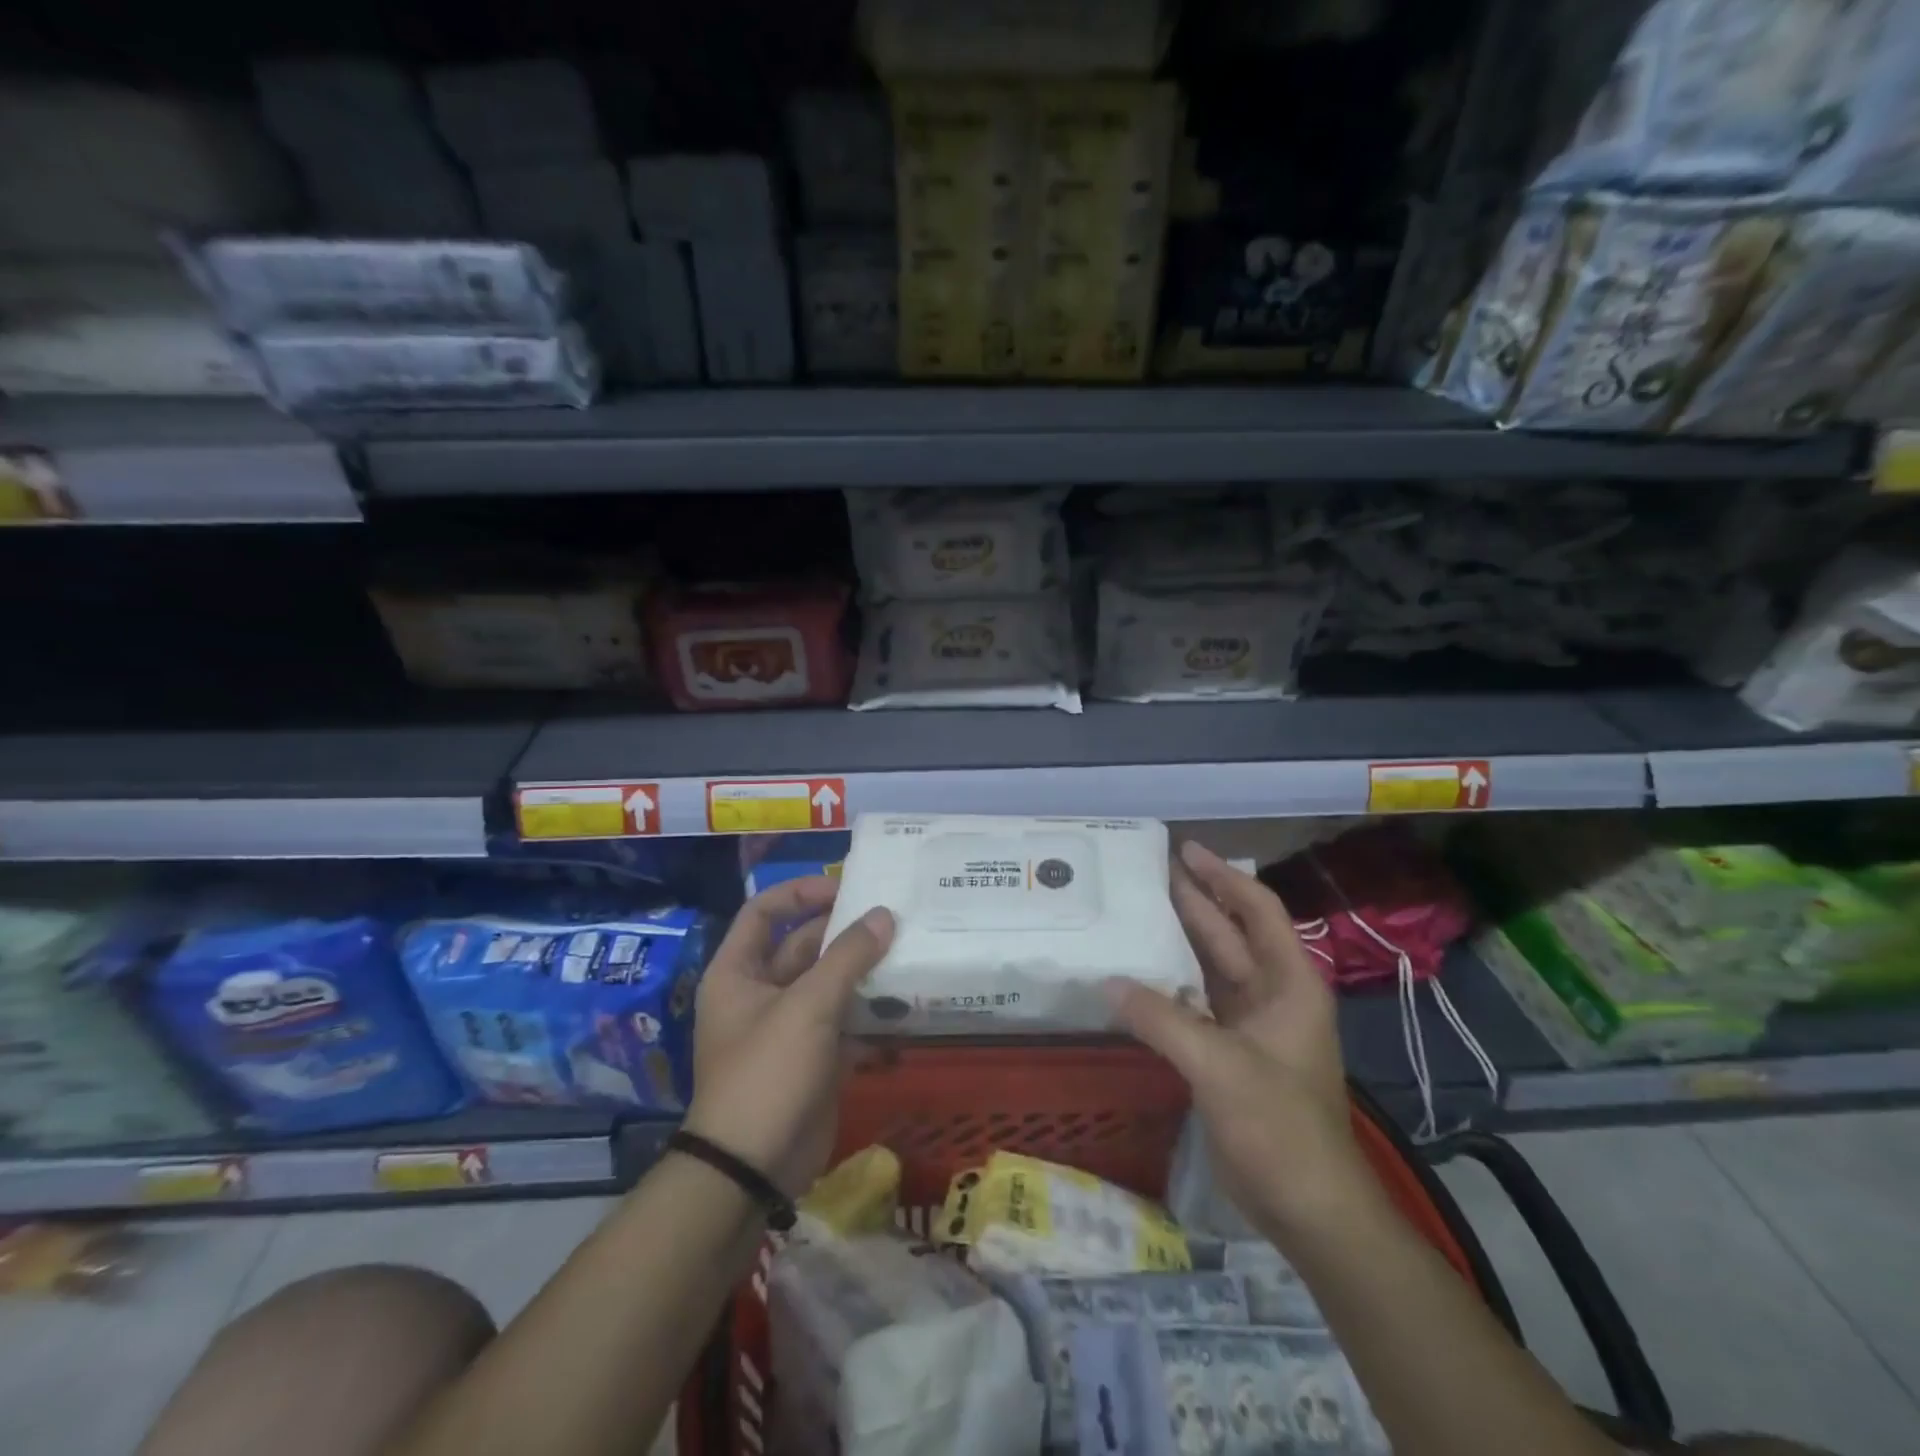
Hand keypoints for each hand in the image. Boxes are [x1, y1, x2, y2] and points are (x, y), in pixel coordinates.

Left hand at [684, 877, 894, 1195]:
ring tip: (909, 954)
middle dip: (845, 933)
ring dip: (864, 972)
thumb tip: (884, 915)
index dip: (800, 893)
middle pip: (803, 946)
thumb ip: (848, 956)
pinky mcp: (814, 1059)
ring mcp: (789, 1028)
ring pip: (830, 985)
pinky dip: (871, 1015)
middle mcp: (760, 993)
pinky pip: (845, 1023)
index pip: (764, 911)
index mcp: (739, 972)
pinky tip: (908, 1007)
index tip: (845, 889)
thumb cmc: (768, 1071)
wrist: (753, 1169)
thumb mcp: (808, 1005)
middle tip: (894, 919)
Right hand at [1108, 840, 1373, 1238]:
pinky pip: (1194, 1004)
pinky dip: (1168, 986)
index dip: (1223, 876)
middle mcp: (1271, 995)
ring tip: (1136, 910)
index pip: (1257, 911)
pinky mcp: (1228, 1054)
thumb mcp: (1220, 1065)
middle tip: (1148, 871)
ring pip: (1209, 968)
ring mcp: (1250, 1026)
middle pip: (1229, 934)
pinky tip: (1136, 975)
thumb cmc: (1280, 1125)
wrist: (1309, 1208)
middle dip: (1194, 900)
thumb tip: (1108, 982)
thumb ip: (1162, 1019)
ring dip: (1178, 940)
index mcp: (1288, 984)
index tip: (1185, 850)